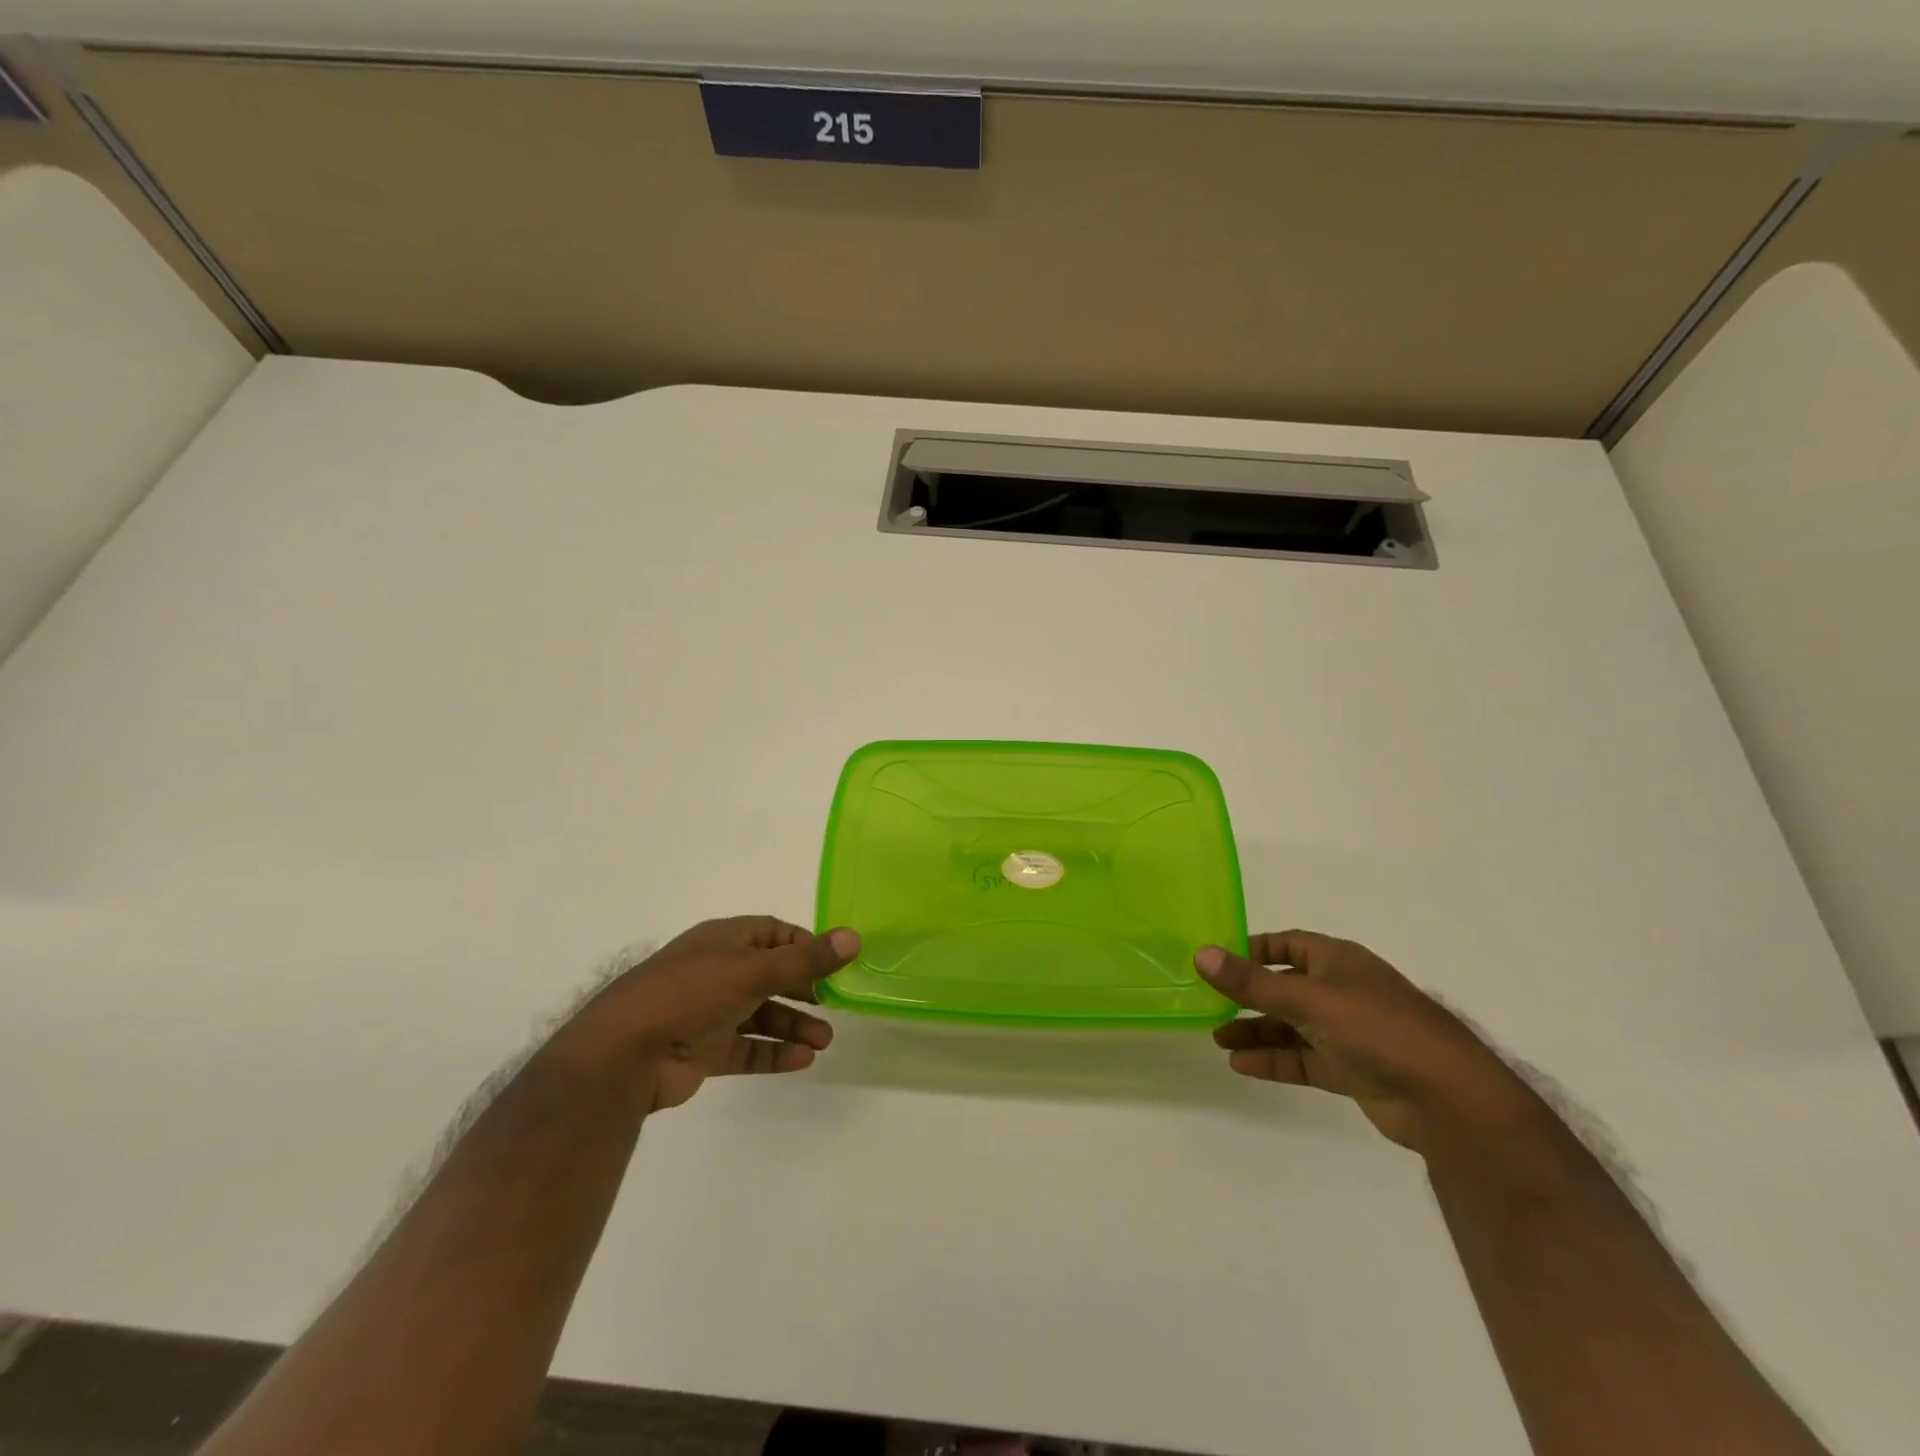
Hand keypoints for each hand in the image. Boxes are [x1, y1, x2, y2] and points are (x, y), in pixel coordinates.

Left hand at [563, 916, 858, 1112]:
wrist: (624, 1055)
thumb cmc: (691, 994)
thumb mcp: (753, 970)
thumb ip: (806, 959)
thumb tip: (855, 937)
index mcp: (723, 940)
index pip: (773, 933)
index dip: (805, 945)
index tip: (834, 963)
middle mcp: (717, 971)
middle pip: (770, 975)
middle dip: (804, 990)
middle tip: (835, 1005)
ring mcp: (708, 1012)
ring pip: (761, 1015)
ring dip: (793, 1026)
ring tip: (824, 1042)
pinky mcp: (702, 1051)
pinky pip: (746, 1048)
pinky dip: (773, 1053)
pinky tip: (801, 1061)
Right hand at [1197, 930, 1540, 1155]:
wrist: (1449, 1100)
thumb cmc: (1377, 1029)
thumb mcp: (1308, 999)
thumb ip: (1252, 982)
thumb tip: (1200, 954)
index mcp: (1338, 961)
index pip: (1288, 944)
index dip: (1254, 950)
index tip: (1218, 960)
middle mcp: (1343, 991)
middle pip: (1285, 987)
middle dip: (1249, 996)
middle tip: (1209, 1004)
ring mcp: (1349, 1032)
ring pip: (1292, 1026)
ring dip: (1257, 1031)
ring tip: (1217, 1038)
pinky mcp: (1353, 1070)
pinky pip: (1304, 1058)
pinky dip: (1275, 1060)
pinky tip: (1242, 1065)